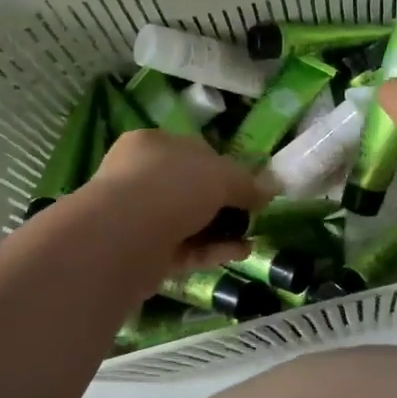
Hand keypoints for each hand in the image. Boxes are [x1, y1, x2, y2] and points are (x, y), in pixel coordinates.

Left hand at [80, 129, 271, 279]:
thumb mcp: (222, 176)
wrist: (123, 238)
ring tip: (251, 237)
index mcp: (153, 144)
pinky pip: (184, 248)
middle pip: (191, 188)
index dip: (225, 166)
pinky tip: (240, 253)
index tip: (249, 185)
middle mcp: (140, 176)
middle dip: (223, 203)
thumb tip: (272, 188)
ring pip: (188, 220)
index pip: (194, 151)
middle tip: (251, 214)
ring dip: (221, 229)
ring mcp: (137, 216)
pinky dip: (211, 250)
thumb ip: (248, 183)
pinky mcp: (141, 252)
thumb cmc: (172, 187)